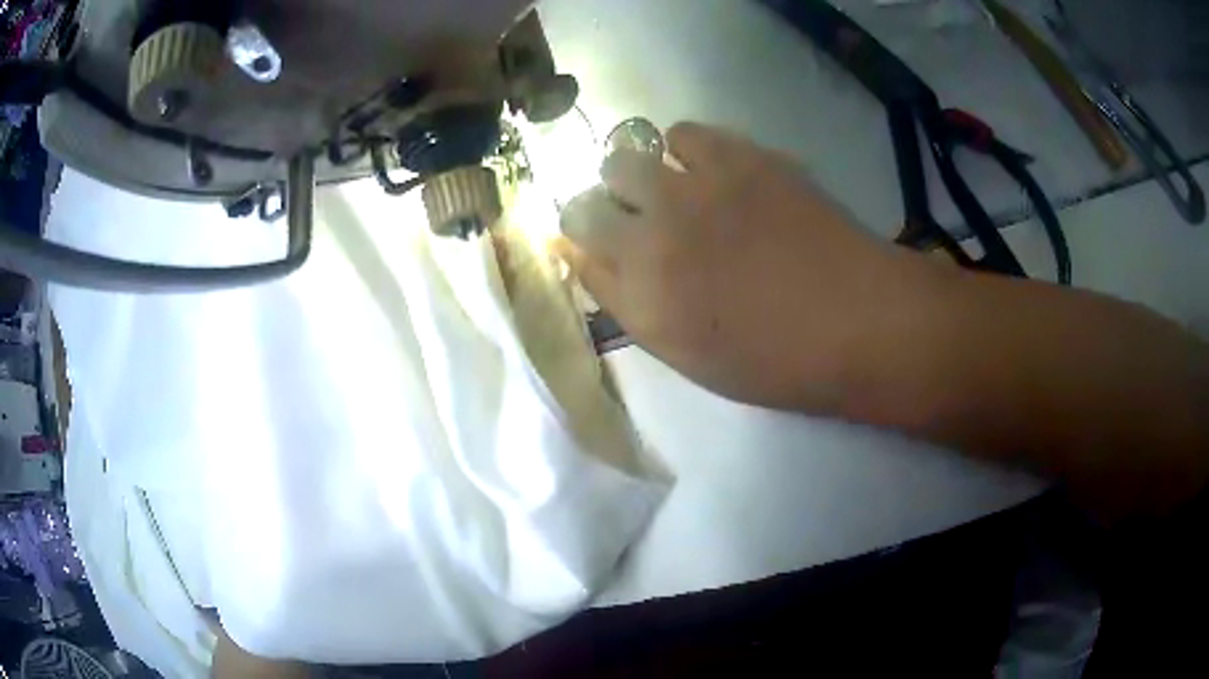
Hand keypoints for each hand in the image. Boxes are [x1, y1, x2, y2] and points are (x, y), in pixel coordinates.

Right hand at [557, 122, 945, 411]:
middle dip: (603, 208)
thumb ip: (627, 303)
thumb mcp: (687, 354)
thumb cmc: (775, 359)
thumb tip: (582, 255)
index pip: (574, 247)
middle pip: (586, 198)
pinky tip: (707, 168)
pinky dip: (683, 149)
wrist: (858, 320)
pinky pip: (682, 132)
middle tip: (639, 220)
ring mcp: (694, 189)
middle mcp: (652, 235)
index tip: (600, 244)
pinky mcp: (738, 158)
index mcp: (640, 296)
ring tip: (673, 189)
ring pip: (625, 157)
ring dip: (637, 174)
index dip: (580, 241)